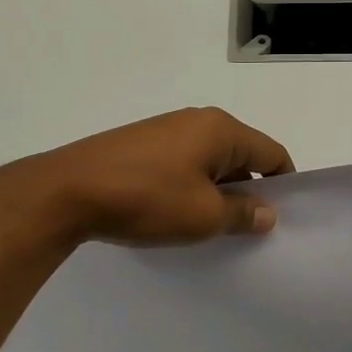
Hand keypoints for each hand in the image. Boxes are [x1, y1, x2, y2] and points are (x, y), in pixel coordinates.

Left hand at [0, 108, 295, 246]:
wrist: (67, 191)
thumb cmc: (147, 199)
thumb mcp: (204, 215)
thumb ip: (243, 213)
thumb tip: (268, 213)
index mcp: (220, 129)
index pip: (272, 153)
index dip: (284, 186)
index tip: (281, 220)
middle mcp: (196, 120)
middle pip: (241, 155)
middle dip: (249, 190)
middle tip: (248, 230)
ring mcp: (165, 130)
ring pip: (210, 161)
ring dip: (217, 192)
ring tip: (212, 228)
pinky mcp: (140, 145)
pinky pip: (183, 164)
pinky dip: (191, 187)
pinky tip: (177, 215)